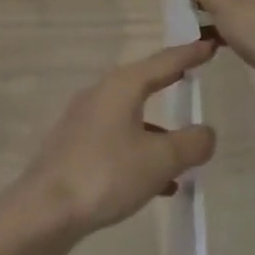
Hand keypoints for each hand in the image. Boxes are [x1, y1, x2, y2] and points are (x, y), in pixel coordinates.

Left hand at [15, 39, 218, 251]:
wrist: (45, 210)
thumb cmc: (106, 174)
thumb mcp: (160, 159)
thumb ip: (191, 143)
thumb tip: (206, 133)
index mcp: (121, 86)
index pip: (163, 62)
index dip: (189, 54)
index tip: (209, 44)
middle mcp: (100, 95)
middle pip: (143, 83)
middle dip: (169, 83)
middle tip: (193, 76)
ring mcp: (84, 122)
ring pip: (130, 117)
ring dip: (158, 130)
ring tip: (186, 151)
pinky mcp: (75, 148)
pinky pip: (118, 143)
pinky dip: (141, 154)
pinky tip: (160, 184)